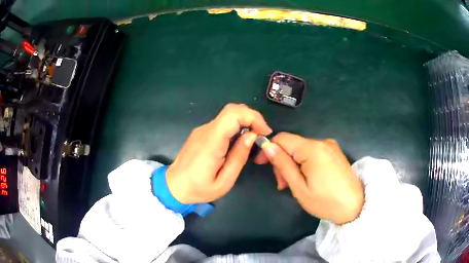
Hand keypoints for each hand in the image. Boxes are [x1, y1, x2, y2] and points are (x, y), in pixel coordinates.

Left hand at [166, 104, 271, 203]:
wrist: (173, 186)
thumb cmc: (198, 189)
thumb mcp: (224, 182)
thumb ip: (239, 158)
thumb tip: (252, 136)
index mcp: (211, 142)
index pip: (233, 114)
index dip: (253, 117)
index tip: (264, 132)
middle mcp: (205, 130)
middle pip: (232, 110)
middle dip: (252, 118)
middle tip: (261, 135)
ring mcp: (201, 130)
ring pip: (227, 116)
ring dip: (244, 123)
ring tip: (252, 141)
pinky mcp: (200, 133)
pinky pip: (221, 124)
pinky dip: (235, 128)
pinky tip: (237, 144)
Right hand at [254, 132, 363, 224]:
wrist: (355, 206)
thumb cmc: (325, 201)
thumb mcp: (299, 187)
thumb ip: (283, 165)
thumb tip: (267, 146)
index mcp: (312, 149)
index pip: (282, 138)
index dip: (269, 149)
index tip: (261, 165)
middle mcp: (322, 142)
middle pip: (292, 145)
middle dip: (283, 161)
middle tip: (282, 184)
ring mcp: (330, 146)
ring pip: (302, 149)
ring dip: (293, 164)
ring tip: (293, 185)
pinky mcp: (334, 152)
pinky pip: (313, 153)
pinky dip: (304, 163)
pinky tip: (306, 179)